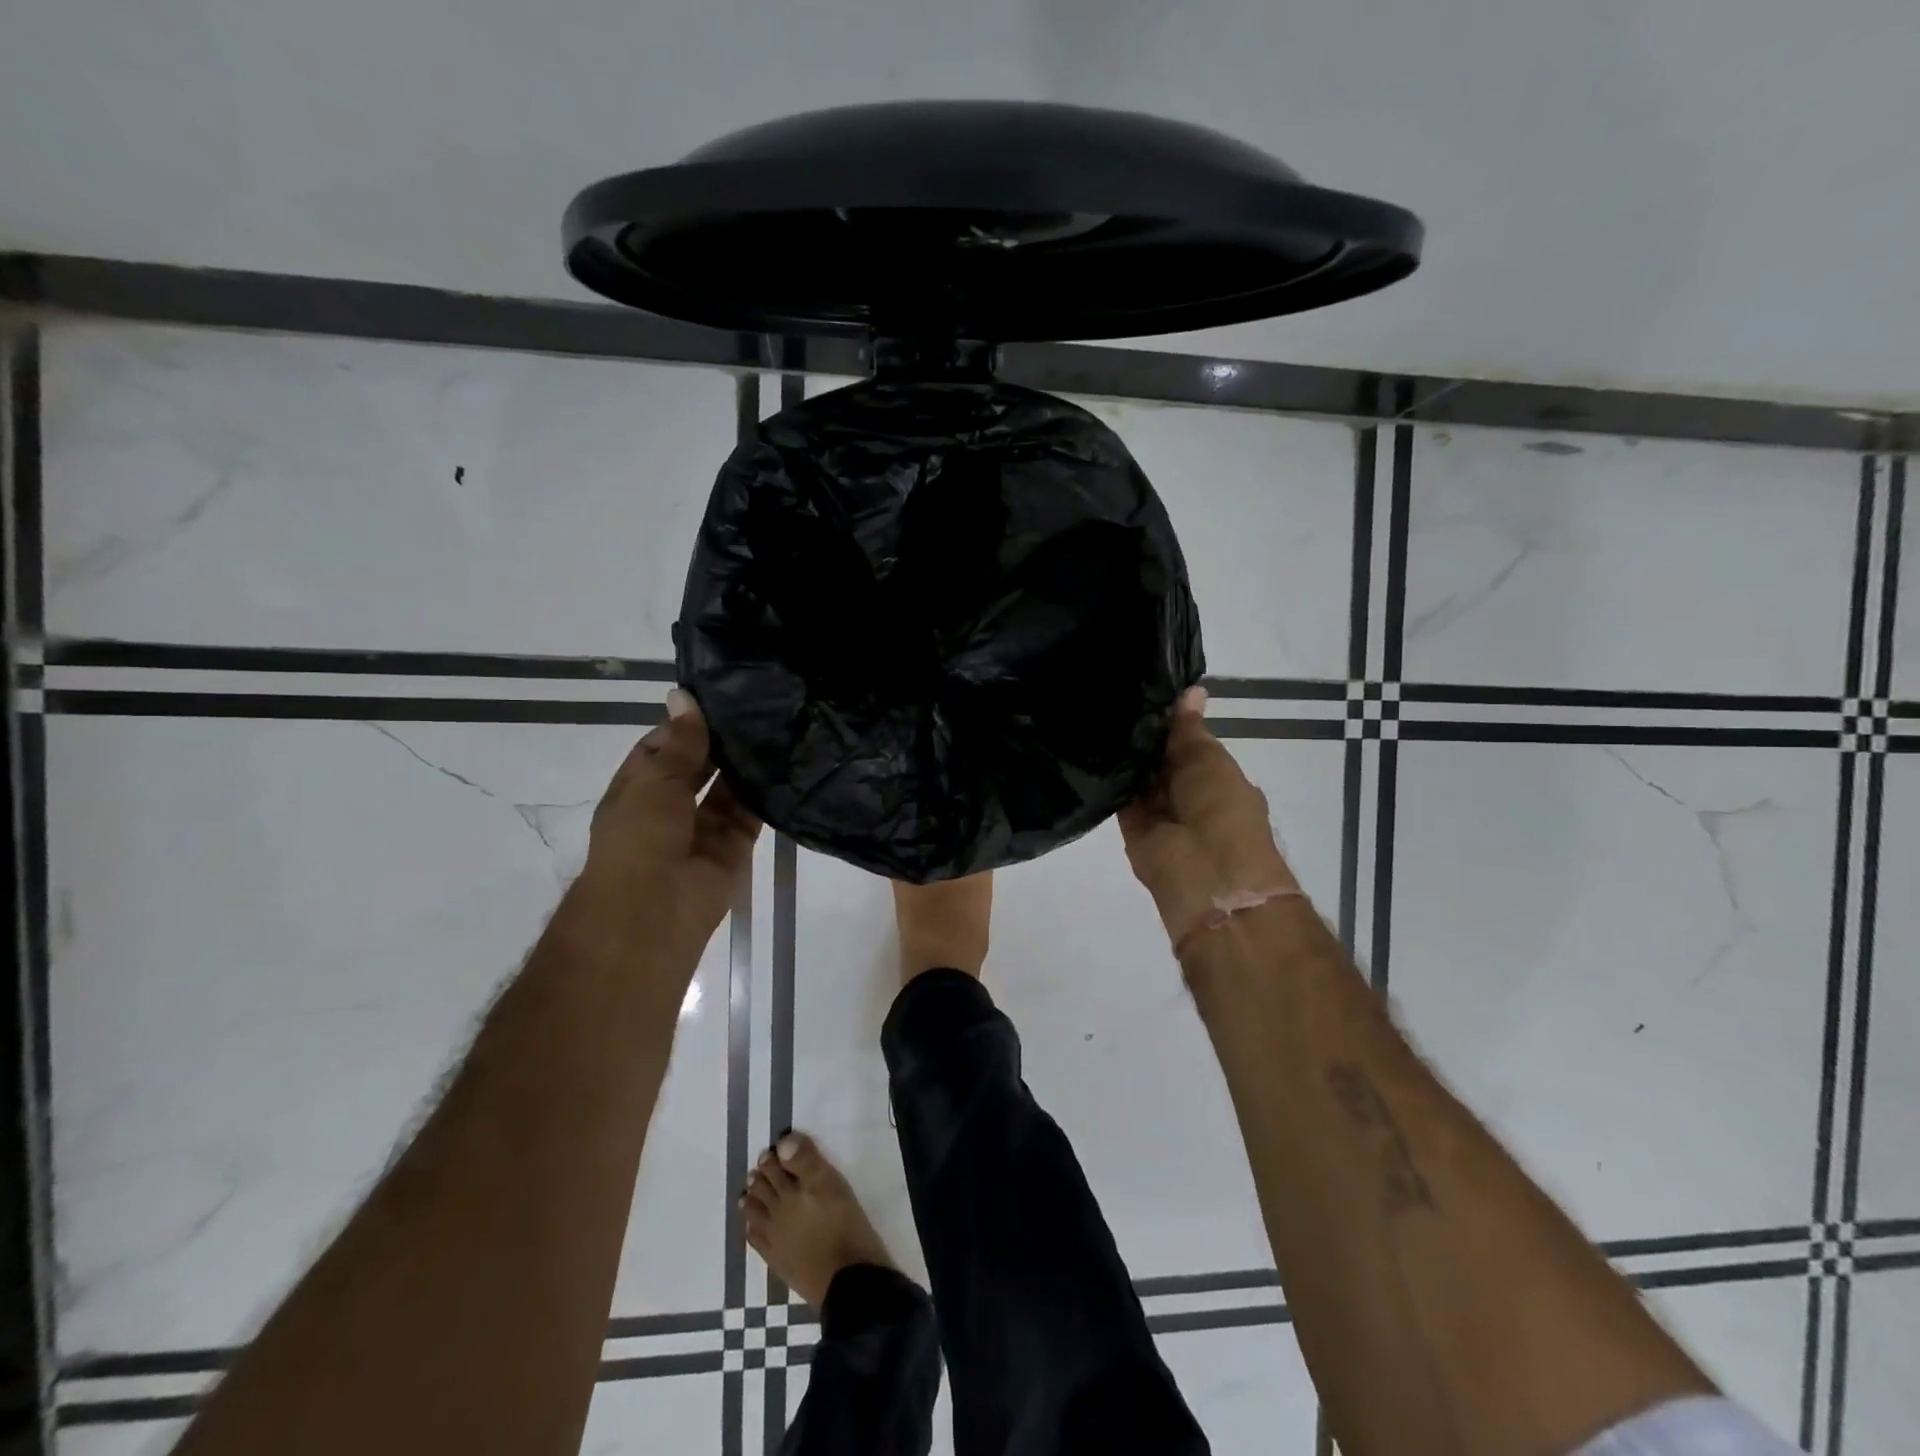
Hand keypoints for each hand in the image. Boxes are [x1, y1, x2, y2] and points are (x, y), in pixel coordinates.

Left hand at [578, 689, 760, 972]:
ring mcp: (703, 828)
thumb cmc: (639, 838)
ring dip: (744, 764)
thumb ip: (681, 742)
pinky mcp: (734, 846)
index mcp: (638, 790)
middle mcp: (670, 807)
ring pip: (728, 788)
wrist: (654, 911)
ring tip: (776, 725)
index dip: (684, 724)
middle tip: (756, 705)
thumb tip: (683, 696)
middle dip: (719, 742)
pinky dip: (765, 792)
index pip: (661, 748)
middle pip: (698, 766)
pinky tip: (785, 761)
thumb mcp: (655, 780)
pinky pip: (751, 813)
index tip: (716, 697)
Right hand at [1118, 687, 1296, 949]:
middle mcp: (1186, 793)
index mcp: (1214, 778)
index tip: (1142, 688)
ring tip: (1095, 711)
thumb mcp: (1209, 759)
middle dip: (1143, 735)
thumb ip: (1189, 729)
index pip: (1186, 742)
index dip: (1169, 720)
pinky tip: (1088, 744)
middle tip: (1111, 694)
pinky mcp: (1131, 827)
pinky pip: (1118, 796)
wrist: (1206, 874)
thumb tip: (1191, 690)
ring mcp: (1159, 812)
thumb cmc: (1222, 809)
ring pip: (1137, 776)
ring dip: (1124, 754)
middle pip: (1159, 758)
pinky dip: (1108, 776)